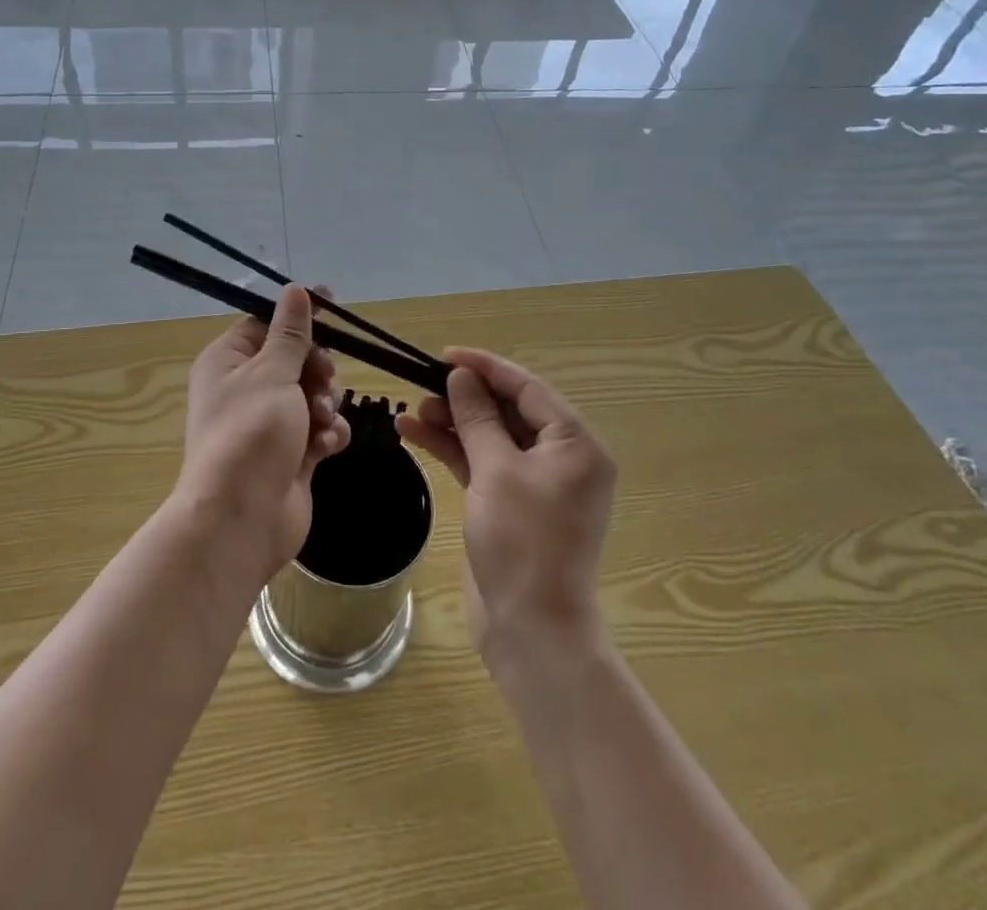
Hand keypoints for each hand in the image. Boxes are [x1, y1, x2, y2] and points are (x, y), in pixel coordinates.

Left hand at [177, 284, 350, 581]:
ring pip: (311, 394)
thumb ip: (290, 333)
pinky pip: (319, 430)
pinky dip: (327, 434)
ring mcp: (268, 425)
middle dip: (317, 368)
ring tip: (320, 422)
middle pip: (294, 359)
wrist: (242, 519)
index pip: (265, 324)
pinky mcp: (291, 455)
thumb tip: (294, 289)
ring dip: (324, 404)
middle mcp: (245, 389)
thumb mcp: (272, 373)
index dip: (299, 316)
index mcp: (227, 362)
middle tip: (323, 377)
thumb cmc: (251, 434)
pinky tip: (326, 446)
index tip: (334, 306)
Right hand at [397, 348, 614, 659]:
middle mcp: (562, 458)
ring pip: (491, 436)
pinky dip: (453, 449)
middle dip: (464, 398)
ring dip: (452, 423)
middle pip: (508, 410)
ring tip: (410, 412)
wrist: (532, 631)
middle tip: (422, 386)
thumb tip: (462, 376)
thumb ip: (477, 417)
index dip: (485, 366)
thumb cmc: (522, 543)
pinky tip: (414, 435)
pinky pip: (483, 463)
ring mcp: (537, 483)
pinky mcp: (513, 505)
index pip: (528, 387)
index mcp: (575, 444)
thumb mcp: (496, 470)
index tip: (444, 355)